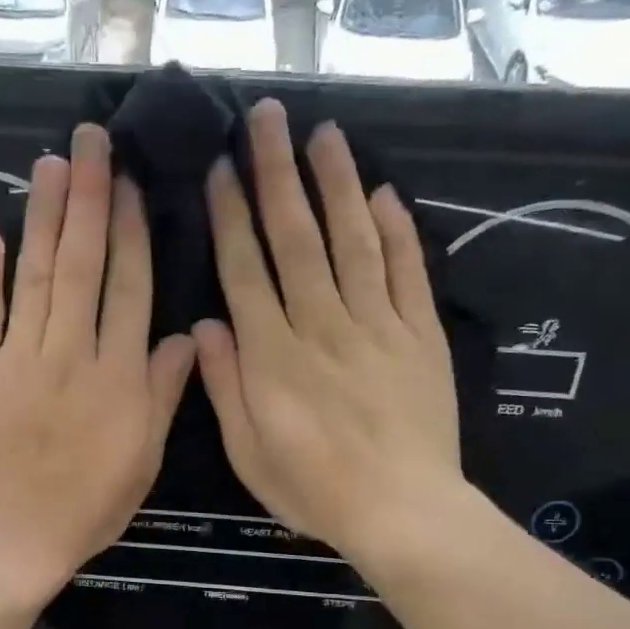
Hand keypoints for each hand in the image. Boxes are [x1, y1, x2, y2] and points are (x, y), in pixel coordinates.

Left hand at [0, 123, 195, 607]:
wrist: (12, 540)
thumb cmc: (87, 506)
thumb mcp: (143, 459)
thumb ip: (163, 394)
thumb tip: (185, 337)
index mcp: (117, 376)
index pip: (128, 288)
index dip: (130, 232)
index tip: (129, 183)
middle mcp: (69, 354)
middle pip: (81, 265)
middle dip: (87, 198)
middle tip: (89, 139)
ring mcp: (16, 361)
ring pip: (34, 277)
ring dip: (42, 218)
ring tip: (49, 165)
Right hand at [193, 100, 468, 571]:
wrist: (402, 511)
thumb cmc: (315, 489)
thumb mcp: (249, 452)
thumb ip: (225, 386)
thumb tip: (208, 324)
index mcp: (274, 355)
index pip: (246, 270)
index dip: (232, 216)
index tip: (221, 168)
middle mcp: (323, 325)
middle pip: (297, 238)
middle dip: (278, 174)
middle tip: (267, 118)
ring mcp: (378, 326)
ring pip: (354, 241)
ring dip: (338, 185)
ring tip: (325, 134)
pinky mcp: (421, 336)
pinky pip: (410, 274)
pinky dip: (399, 232)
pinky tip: (386, 194)